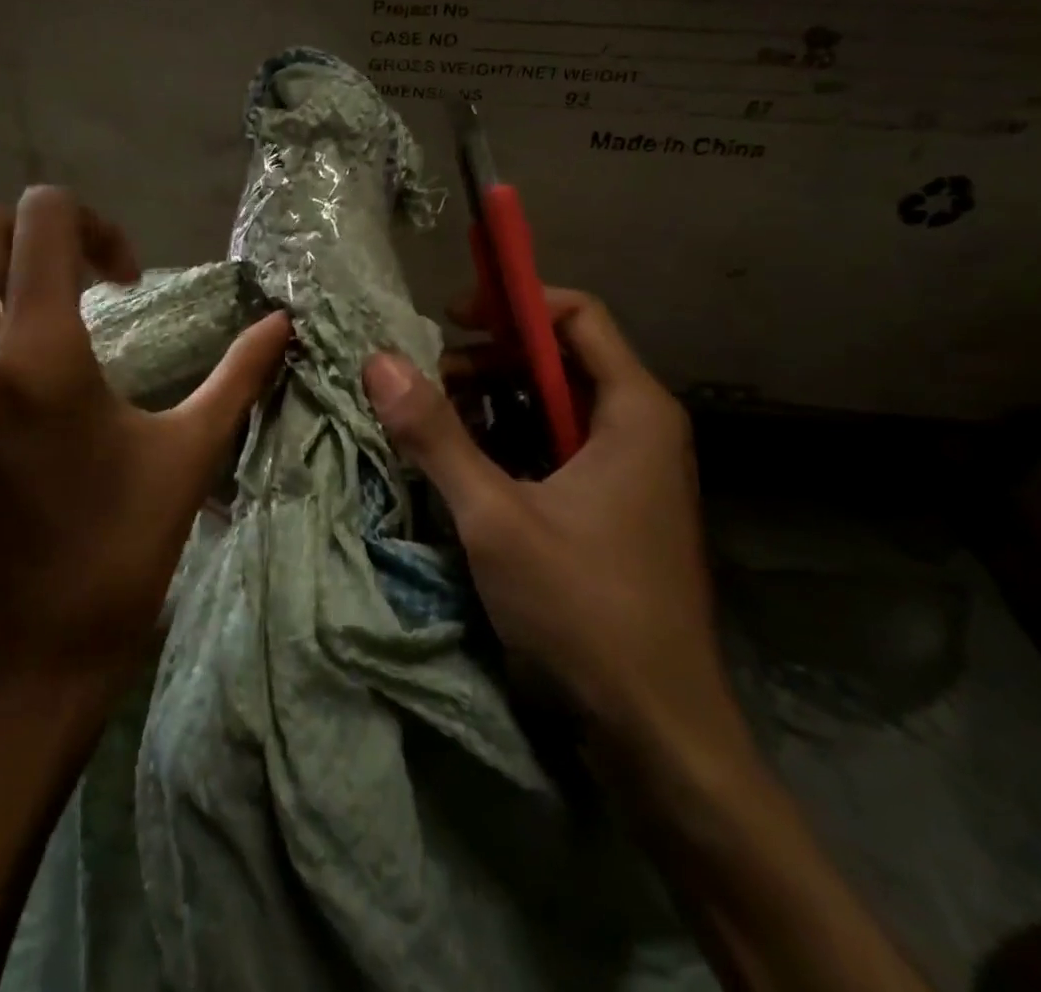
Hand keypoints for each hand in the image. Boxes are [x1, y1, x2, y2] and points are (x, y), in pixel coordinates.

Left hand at [0, 188, 290, 704]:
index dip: (94, 224)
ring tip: (14, 310)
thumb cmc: (125, 542)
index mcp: (41, 358)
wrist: (30, 649)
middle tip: (66, 279)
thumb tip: (285, 320)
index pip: (43, 217)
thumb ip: (241, 373)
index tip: (121, 277)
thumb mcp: (191, 451)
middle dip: (28, 231)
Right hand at [363, 291, 739, 763]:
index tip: (451, 318)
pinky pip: (558, 450)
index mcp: (634, 410)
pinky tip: (466, 470)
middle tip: (428, 382)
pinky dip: (511, 445)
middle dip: (490, 360)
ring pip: (554, 407)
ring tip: (434, 425)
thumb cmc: (586, 611)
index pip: (578, 315)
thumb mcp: (496, 517)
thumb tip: (380, 361)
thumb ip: (437, 436)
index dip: (513, 304)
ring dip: (494, 405)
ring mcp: (631, 472)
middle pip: (560, 358)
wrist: (660, 735)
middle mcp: (641, 428)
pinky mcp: (614, 510)